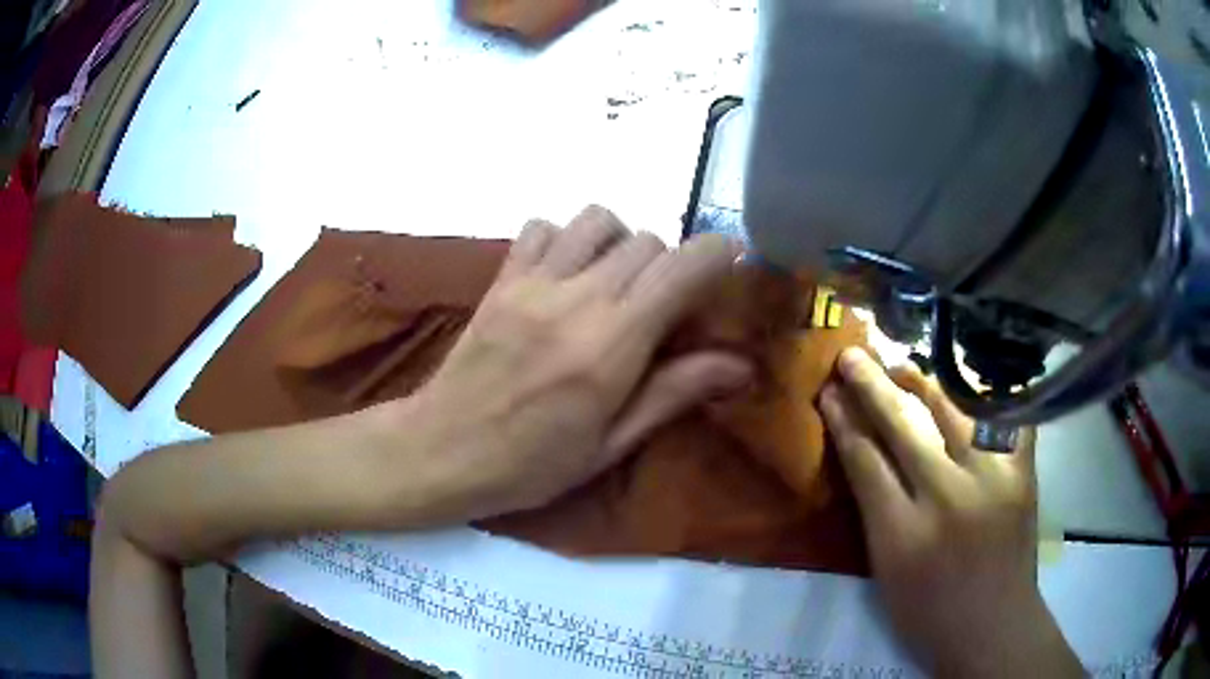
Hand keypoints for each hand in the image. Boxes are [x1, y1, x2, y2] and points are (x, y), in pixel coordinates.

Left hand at [406, 206, 750, 519]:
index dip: (717, 255)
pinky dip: (566, 237)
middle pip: (647, 240)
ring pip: (598, 220)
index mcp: (611, 346)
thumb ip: (674, 393)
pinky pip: (542, 226)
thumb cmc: (531, 464)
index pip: (681, 269)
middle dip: (669, 264)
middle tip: (662, 305)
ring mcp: (533, 282)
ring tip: (614, 283)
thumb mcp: (611, 444)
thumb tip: (740, 364)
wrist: (442, 450)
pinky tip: (564, 273)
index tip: (729, 266)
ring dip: (620, 243)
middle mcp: (576, 299)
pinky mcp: (502, 278)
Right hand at [820, 348, 1081, 677]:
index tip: (828, 394)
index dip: (844, 421)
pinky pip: (1006, 418)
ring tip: (901, 364)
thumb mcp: (886, 573)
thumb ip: (874, 512)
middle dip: (871, 387)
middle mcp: (947, 498)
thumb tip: (862, 453)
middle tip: (852, 357)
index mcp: (902, 535)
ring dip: (922, 382)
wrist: (992, 626)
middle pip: (903, 426)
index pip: (865, 461)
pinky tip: (970, 380)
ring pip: (953, 411)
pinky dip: (987, 396)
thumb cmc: (928, 613)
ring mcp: (991, 479)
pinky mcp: (1022, 474)